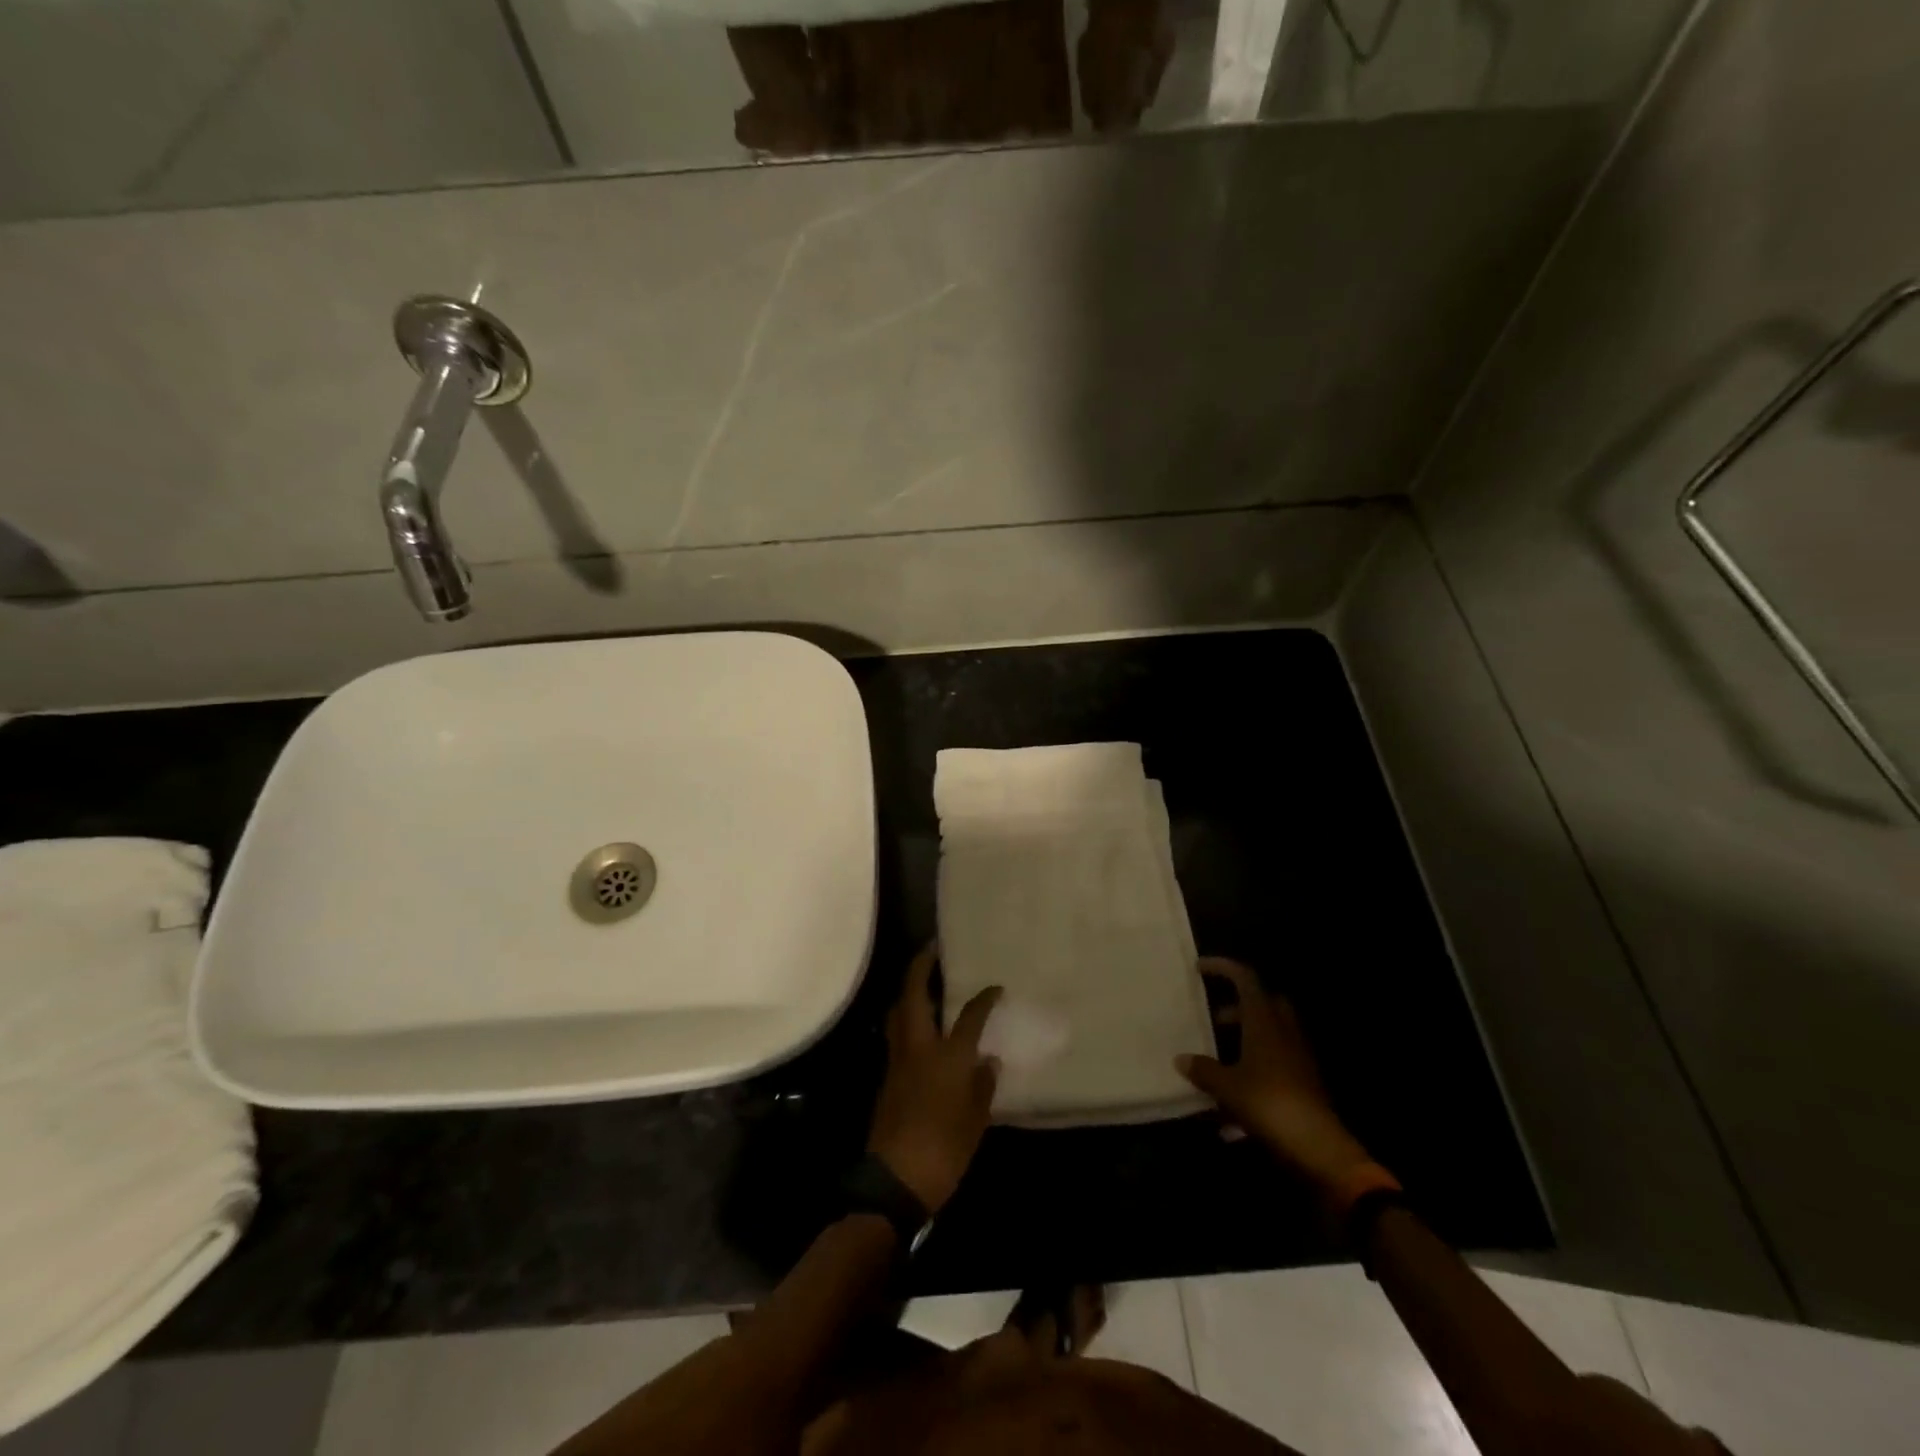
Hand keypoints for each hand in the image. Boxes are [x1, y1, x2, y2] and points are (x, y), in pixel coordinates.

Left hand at [867, 945, 1001, 1214]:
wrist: (895, 1179)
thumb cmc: (944, 1149)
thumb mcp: (975, 1122)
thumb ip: (983, 1086)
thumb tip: (988, 1061)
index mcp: (947, 1056)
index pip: (969, 1016)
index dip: (984, 998)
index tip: (995, 987)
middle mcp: (919, 1047)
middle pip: (913, 995)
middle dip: (921, 967)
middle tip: (932, 950)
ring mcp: (897, 1059)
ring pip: (897, 1011)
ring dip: (908, 990)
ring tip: (922, 981)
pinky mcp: (886, 1075)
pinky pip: (895, 1033)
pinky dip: (904, 1017)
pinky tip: (917, 1025)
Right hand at [1177, 958, 1382, 1202]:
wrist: (1320, 1150)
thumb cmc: (1269, 1105)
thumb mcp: (1227, 1087)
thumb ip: (1204, 1070)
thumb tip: (1181, 1059)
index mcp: (1264, 1022)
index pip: (1245, 979)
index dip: (1223, 968)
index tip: (1199, 967)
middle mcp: (1284, 1033)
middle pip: (1263, 1004)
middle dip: (1238, 1007)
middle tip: (1214, 1019)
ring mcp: (1298, 1058)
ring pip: (1271, 1034)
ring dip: (1246, 1039)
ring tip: (1217, 1061)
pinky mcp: (1305, 1084)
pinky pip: (1276, 1065)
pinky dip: (1255, 1071)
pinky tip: (1231, 1106)